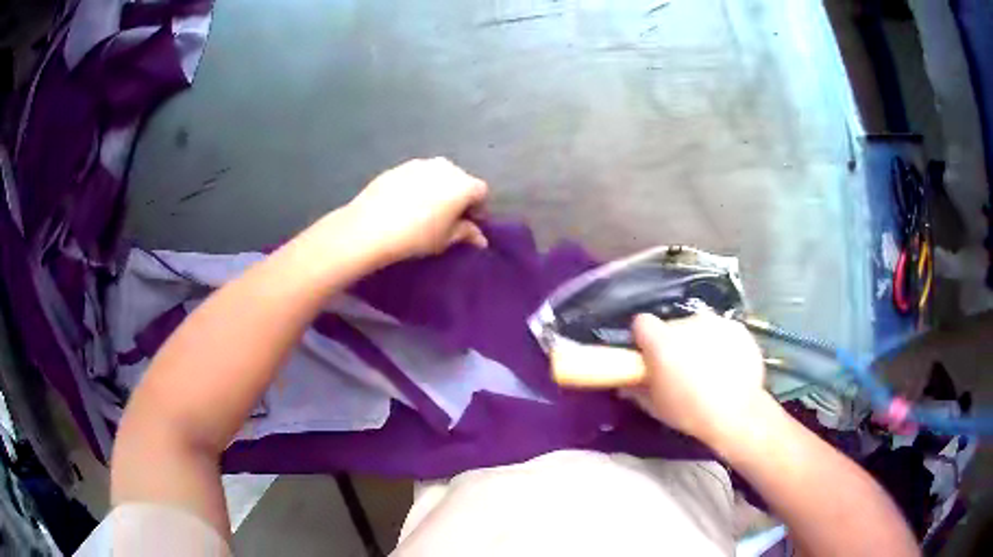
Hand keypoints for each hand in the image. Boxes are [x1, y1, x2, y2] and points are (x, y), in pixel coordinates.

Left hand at [344, 158, 488, 262]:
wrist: (370, 226)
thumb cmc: (416, 236)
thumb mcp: (445, 240)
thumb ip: (466, 233)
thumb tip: (480, 238)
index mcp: (463, 184)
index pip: (481, 192)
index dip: (478, 208)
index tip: (468, 223)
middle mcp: (446, 167)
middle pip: (460, 180)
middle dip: (458, 196)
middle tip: (447, 217)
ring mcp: (420, 163)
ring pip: (437, 175)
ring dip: (437, 189)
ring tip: (424, 210)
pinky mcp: (399, 166)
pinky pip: (416, 176)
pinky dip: (417, 186)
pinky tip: (404, 204)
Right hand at [629, 313, 774, 448]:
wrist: (737, 414)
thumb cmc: (689, 412)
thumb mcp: (655, 406)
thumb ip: (637, 389)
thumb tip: (627, 383)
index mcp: (661, 341)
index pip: (642, 323)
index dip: (644, 338)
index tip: (649, 355)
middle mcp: (687, 323)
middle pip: (673, 326)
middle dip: (675, 343)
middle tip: (682, 369)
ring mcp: (715, 323)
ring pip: (700, 328)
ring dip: (699, 342)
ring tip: (709, 368)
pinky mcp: (737, 328)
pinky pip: (723, 332)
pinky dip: (722, 344)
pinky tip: (728, 366)